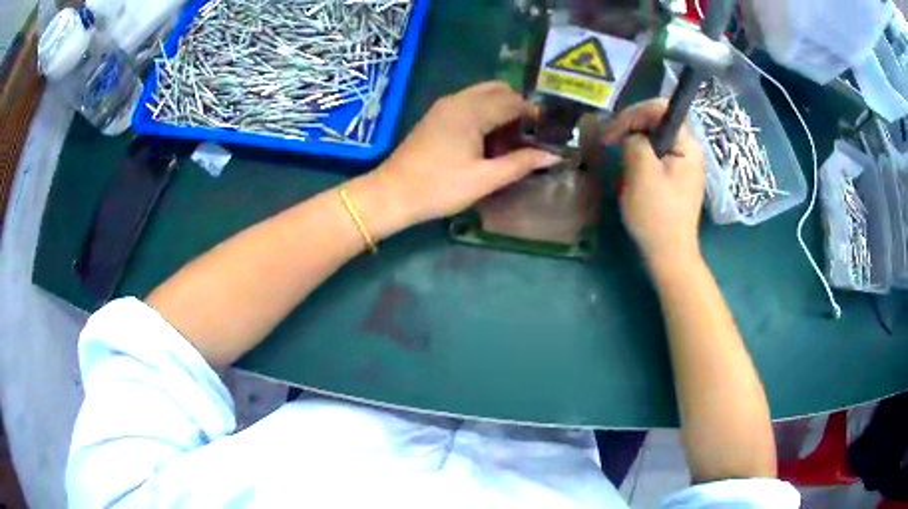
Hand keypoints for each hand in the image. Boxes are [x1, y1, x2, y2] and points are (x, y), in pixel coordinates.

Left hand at [370, 81, 561, 225]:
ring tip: (512, 137)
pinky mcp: (435, 116)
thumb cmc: (440, 187)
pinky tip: (488, 137)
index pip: (513, 100)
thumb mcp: (485, 179)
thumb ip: (521, 164)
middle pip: (497, 89)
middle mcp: (458, 100)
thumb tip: (553, 156)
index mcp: (472, 111)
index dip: (533, 113)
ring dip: (500, 107)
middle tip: (529, 133)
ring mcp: (444, 106)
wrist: (392, 193)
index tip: (547, 131)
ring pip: (482, 94)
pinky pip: (468, 102)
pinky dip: (484, 111)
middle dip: (518, 105)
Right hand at [602, 99, 705, 266]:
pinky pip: (655, 158)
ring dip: (633, 148)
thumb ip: (635, 142)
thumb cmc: (657, 215)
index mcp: (687, 145)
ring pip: (654, 141)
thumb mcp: (641, 173)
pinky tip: (631, 177)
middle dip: (631, 129)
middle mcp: (689, 150)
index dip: (633, 113)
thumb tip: (631, 136)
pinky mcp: (676, 179)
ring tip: (621, 165)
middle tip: (610, 143)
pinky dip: (639, 162)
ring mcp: (684, 165)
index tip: (613, 131)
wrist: (670, 255)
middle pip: (657, 123)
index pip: (660, 109)